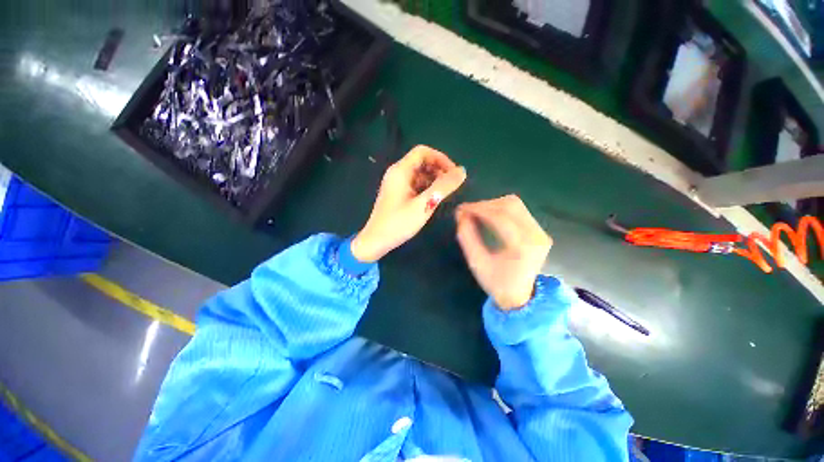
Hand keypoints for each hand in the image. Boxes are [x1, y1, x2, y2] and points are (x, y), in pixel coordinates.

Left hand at [351, 145, 466, 261]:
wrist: (376, 241)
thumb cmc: (399, 223)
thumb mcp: (424, 204)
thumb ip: (443, 187)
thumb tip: (462, 171)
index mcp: (400, 171)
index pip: (423, 152)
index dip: (441, 159)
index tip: (453, 174)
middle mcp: (397, 173)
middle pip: (421, 162)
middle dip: (438, 170)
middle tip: (451, 186)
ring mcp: (396, 184)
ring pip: (419, 174)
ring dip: (434, 180)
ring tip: (444, 194)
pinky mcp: (397, 194)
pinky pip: (415, 184)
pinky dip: (426, 187)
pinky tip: (433, 199)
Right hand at [455, 195, 551, 310]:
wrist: (520, 297)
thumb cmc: (496, 283)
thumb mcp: (476, 262)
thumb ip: (467, 237)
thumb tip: (461, 215)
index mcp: (522, 247)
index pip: (499, 217)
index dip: (478, 209)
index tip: (461, 209)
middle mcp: (536, 235)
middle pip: (509, 205)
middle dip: (484, 205)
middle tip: (467, 211)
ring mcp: (541, 232)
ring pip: (515, 204)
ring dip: (492, 205)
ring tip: (476, 213)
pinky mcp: (540, 231)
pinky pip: (519, 211)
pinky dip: (500, 209)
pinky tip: (489, 216)